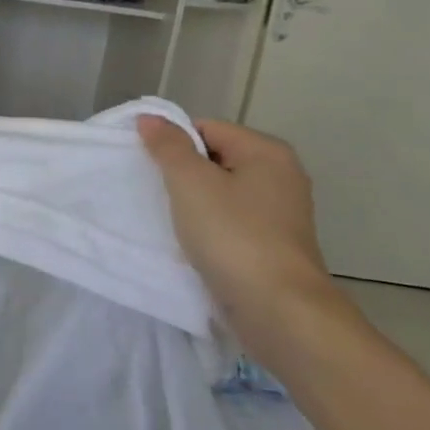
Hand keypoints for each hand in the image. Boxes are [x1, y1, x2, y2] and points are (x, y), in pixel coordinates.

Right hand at [135, 115, 347, 348]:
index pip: (205, 128)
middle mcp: (280, 177)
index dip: (173, 144)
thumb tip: (150, 118)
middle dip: (181, 174)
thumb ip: (168, 146)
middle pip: (214, 160)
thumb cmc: (233, 236)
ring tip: (168, 220)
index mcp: (267, 152)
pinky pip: (228, 223)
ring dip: (191, 204)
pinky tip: (189, 244)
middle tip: (153, 193)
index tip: (149, 169)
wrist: (279, 311)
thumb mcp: (190, 182)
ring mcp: (279, 214)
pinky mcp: (271, 246)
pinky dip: (207, 229)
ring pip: (219, 194)